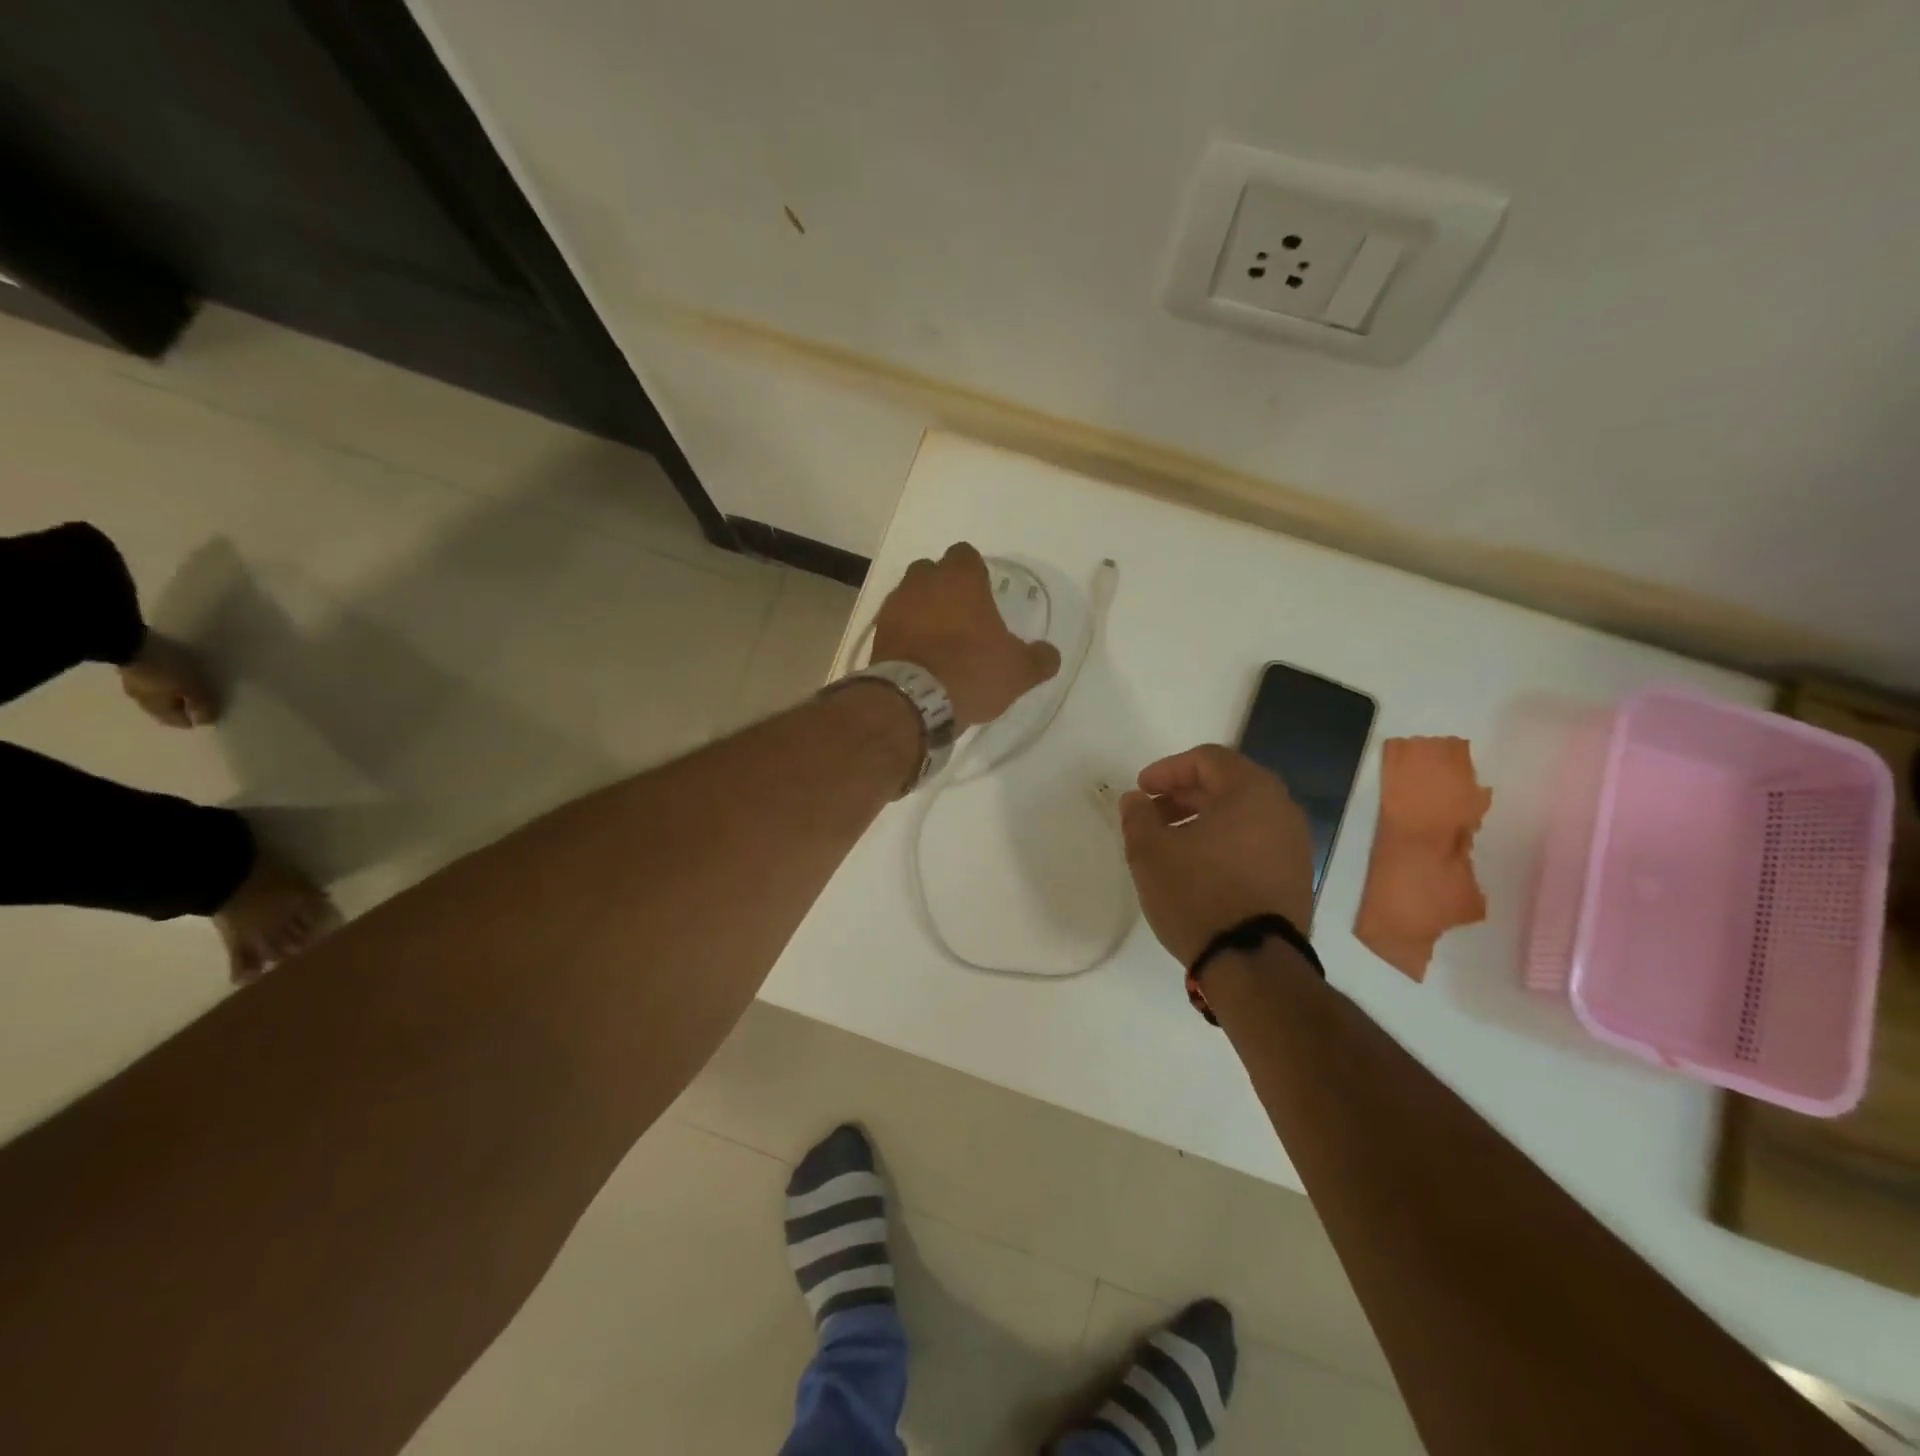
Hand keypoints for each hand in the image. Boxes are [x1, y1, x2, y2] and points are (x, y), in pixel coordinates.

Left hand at [870, 542, 1061, 728]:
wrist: (915, 701)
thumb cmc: (972, 671)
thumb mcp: (1018, 671)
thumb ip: (1039, 658)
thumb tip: (1050, 654)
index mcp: (961, 578)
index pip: (965, 555)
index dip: (974, 572)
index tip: (982, 595)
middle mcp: (924, 581)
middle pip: (933, 571)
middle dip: (944, 588)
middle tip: (961, 617)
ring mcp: (895, 605)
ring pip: (910, 595)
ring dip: (922, 609)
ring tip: (938, 639)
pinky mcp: (878, 632)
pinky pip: (895, 622)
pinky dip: (905, 633)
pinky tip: (918, 655)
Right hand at [1119, 744, 1315, 965]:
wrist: (1253, 963)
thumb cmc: (1198, 894)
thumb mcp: (1150, 852)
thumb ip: (1137, 816)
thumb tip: (1135, 800)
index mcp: (1251, 790)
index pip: (1207, 759)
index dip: (1167, 770)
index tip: (1141, 790)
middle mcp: (1281, 809)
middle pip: (1226, 784)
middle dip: (1183, 795)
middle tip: (1151, 815)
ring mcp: (1294, 844)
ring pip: (1241, 815)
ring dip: (1202, 820)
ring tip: (1170, 844)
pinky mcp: (1295, 876)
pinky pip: (1254, 842)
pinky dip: (1223, 842)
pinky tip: (1197, 867)